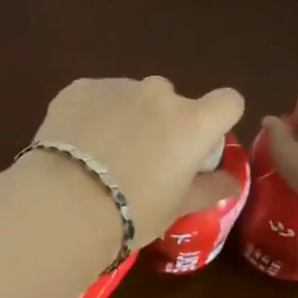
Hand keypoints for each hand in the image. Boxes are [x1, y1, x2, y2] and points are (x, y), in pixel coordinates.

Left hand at [29, 77, 245, 247]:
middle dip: (163, 121)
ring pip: (131, 96)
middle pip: (172, 100)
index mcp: (192, 122)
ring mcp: (117, 86)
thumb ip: (210, 188)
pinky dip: (93, 113)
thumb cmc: (132, 211)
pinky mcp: (80, 87)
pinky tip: (77, 143)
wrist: (65, 203)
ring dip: (127, 115)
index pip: (228, 101)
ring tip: (103, 153)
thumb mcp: (177, 208)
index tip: (201, 142)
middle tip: (143, 158)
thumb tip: (232, 181)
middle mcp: (158, 94)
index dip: (218, 119)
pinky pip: (96, 96)